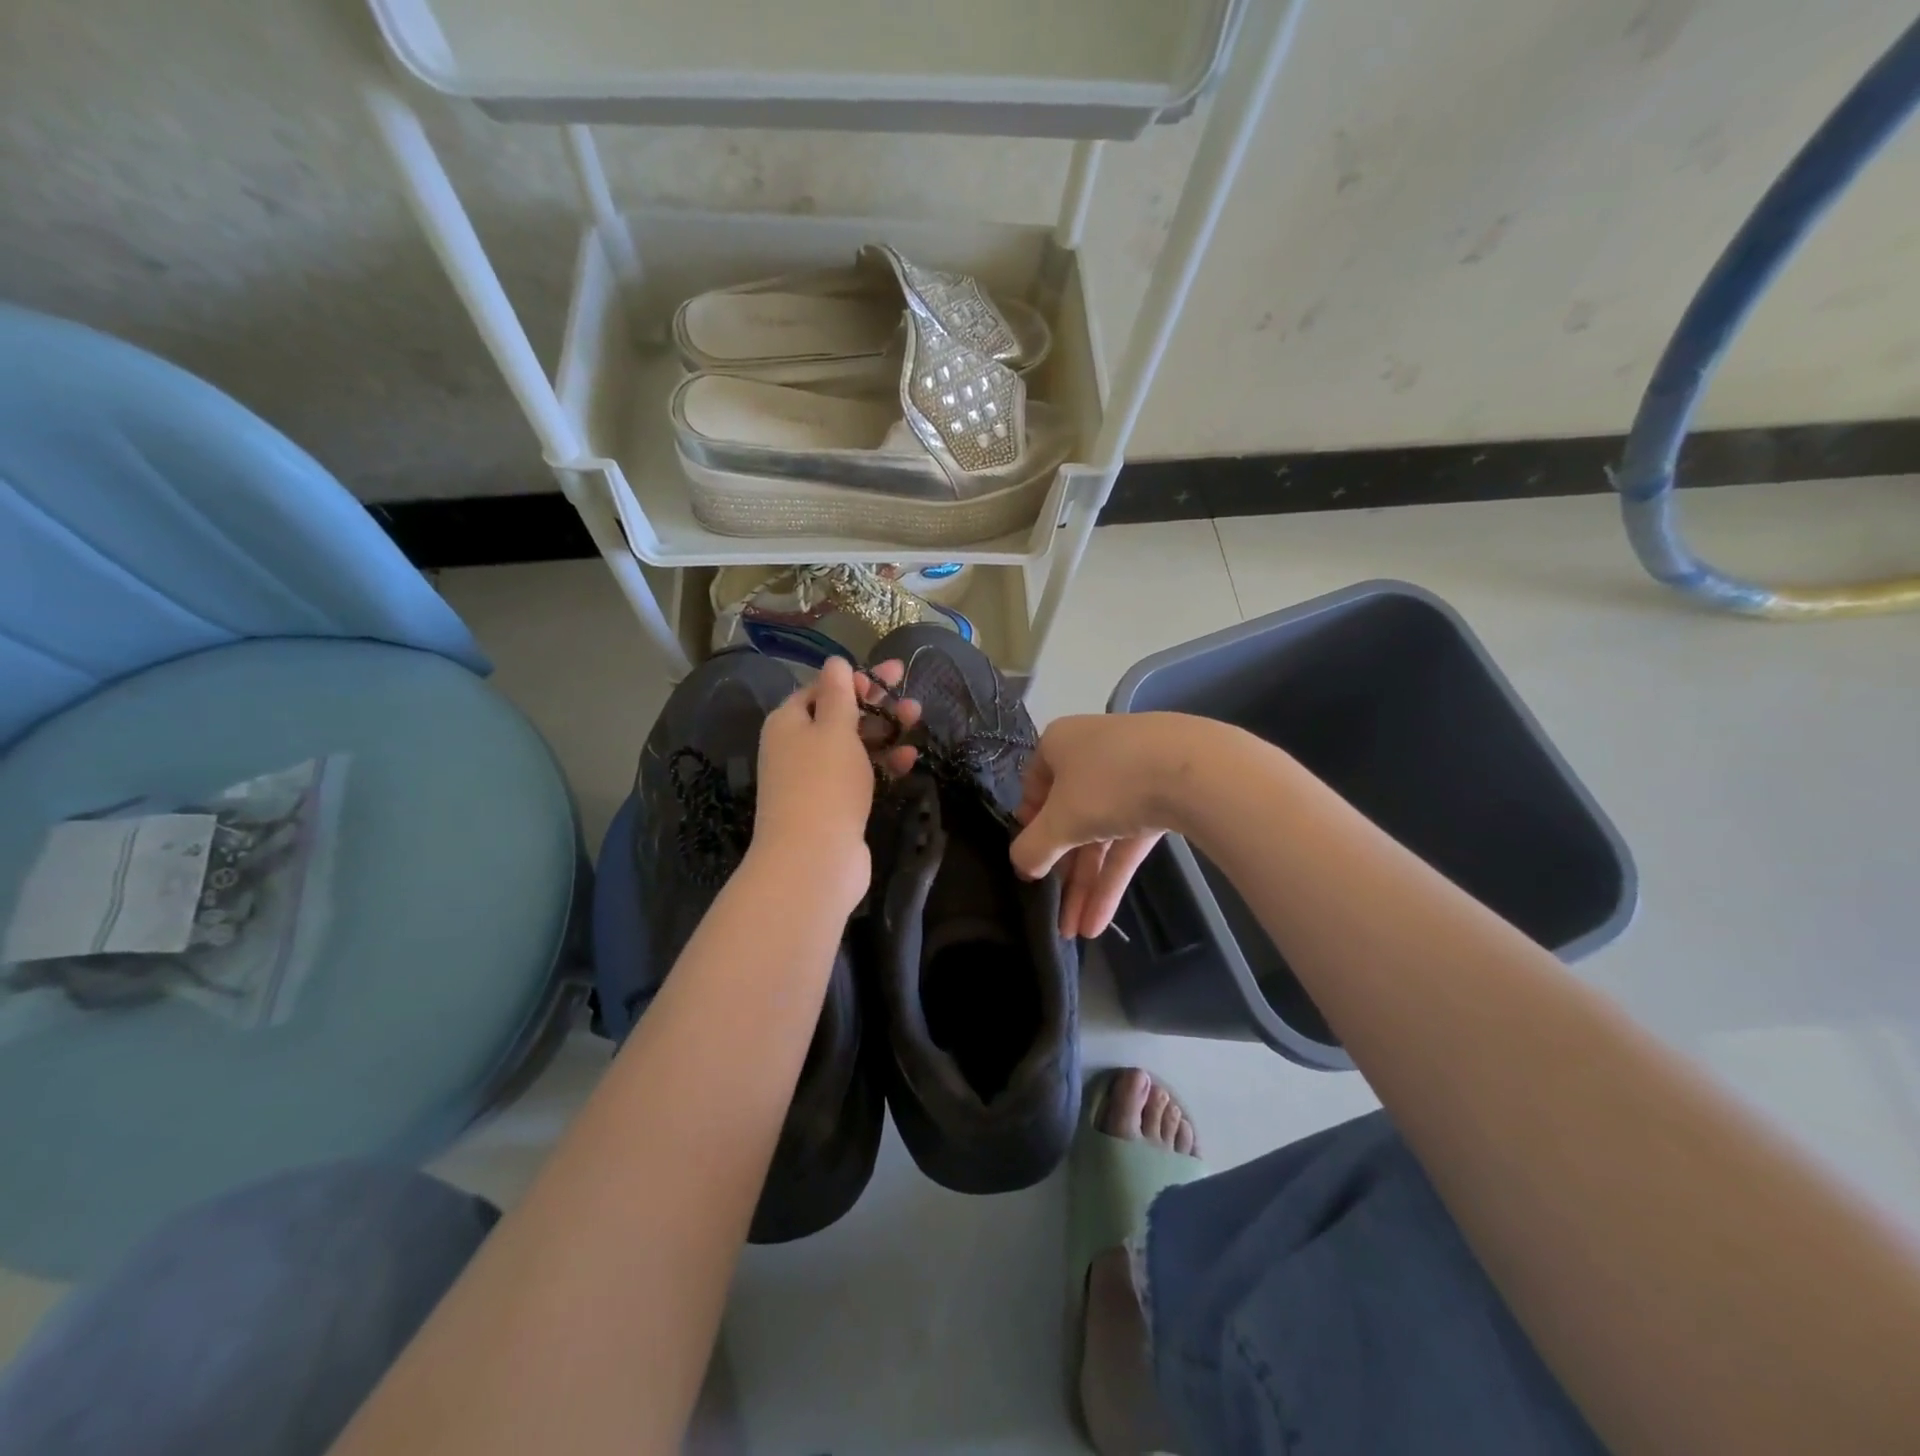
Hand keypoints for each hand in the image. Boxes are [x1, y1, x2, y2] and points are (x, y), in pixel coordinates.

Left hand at [750, 658, 920, 914]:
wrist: (814, 859)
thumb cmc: (824, 783)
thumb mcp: (834, 729)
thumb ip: (839, 693)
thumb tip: (835, 661)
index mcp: (788, 722)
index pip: (821, 689)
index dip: (855, 679)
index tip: (891, 676)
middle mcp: (796, 748)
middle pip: (839, 716)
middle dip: (876, 705)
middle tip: (911, 698)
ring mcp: (814, 779)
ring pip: (853, 746)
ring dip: (885, 732)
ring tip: (917, 721)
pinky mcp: (833, 805)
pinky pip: (859, 775)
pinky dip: (882, 764)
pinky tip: (908, 760)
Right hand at [1008, 713, 1215, 938]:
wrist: (1198, 770)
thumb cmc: (1109, 783)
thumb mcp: (1060, 820)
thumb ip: (1033, 847)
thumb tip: (1021, 865)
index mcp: (1059, 745)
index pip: (1034, 787)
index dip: (1029, 827)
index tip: (1030, 861)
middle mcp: (1092, 754)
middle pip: (1069, 818)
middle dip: (1063, 871)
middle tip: (1055, 911)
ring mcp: (1132, 775)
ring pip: (1101, 834)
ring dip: (1087, 884)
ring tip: (1076, 932)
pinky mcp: (1163, 798)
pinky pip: (1129, 840)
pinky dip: (1114, 877)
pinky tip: (1100, 920)